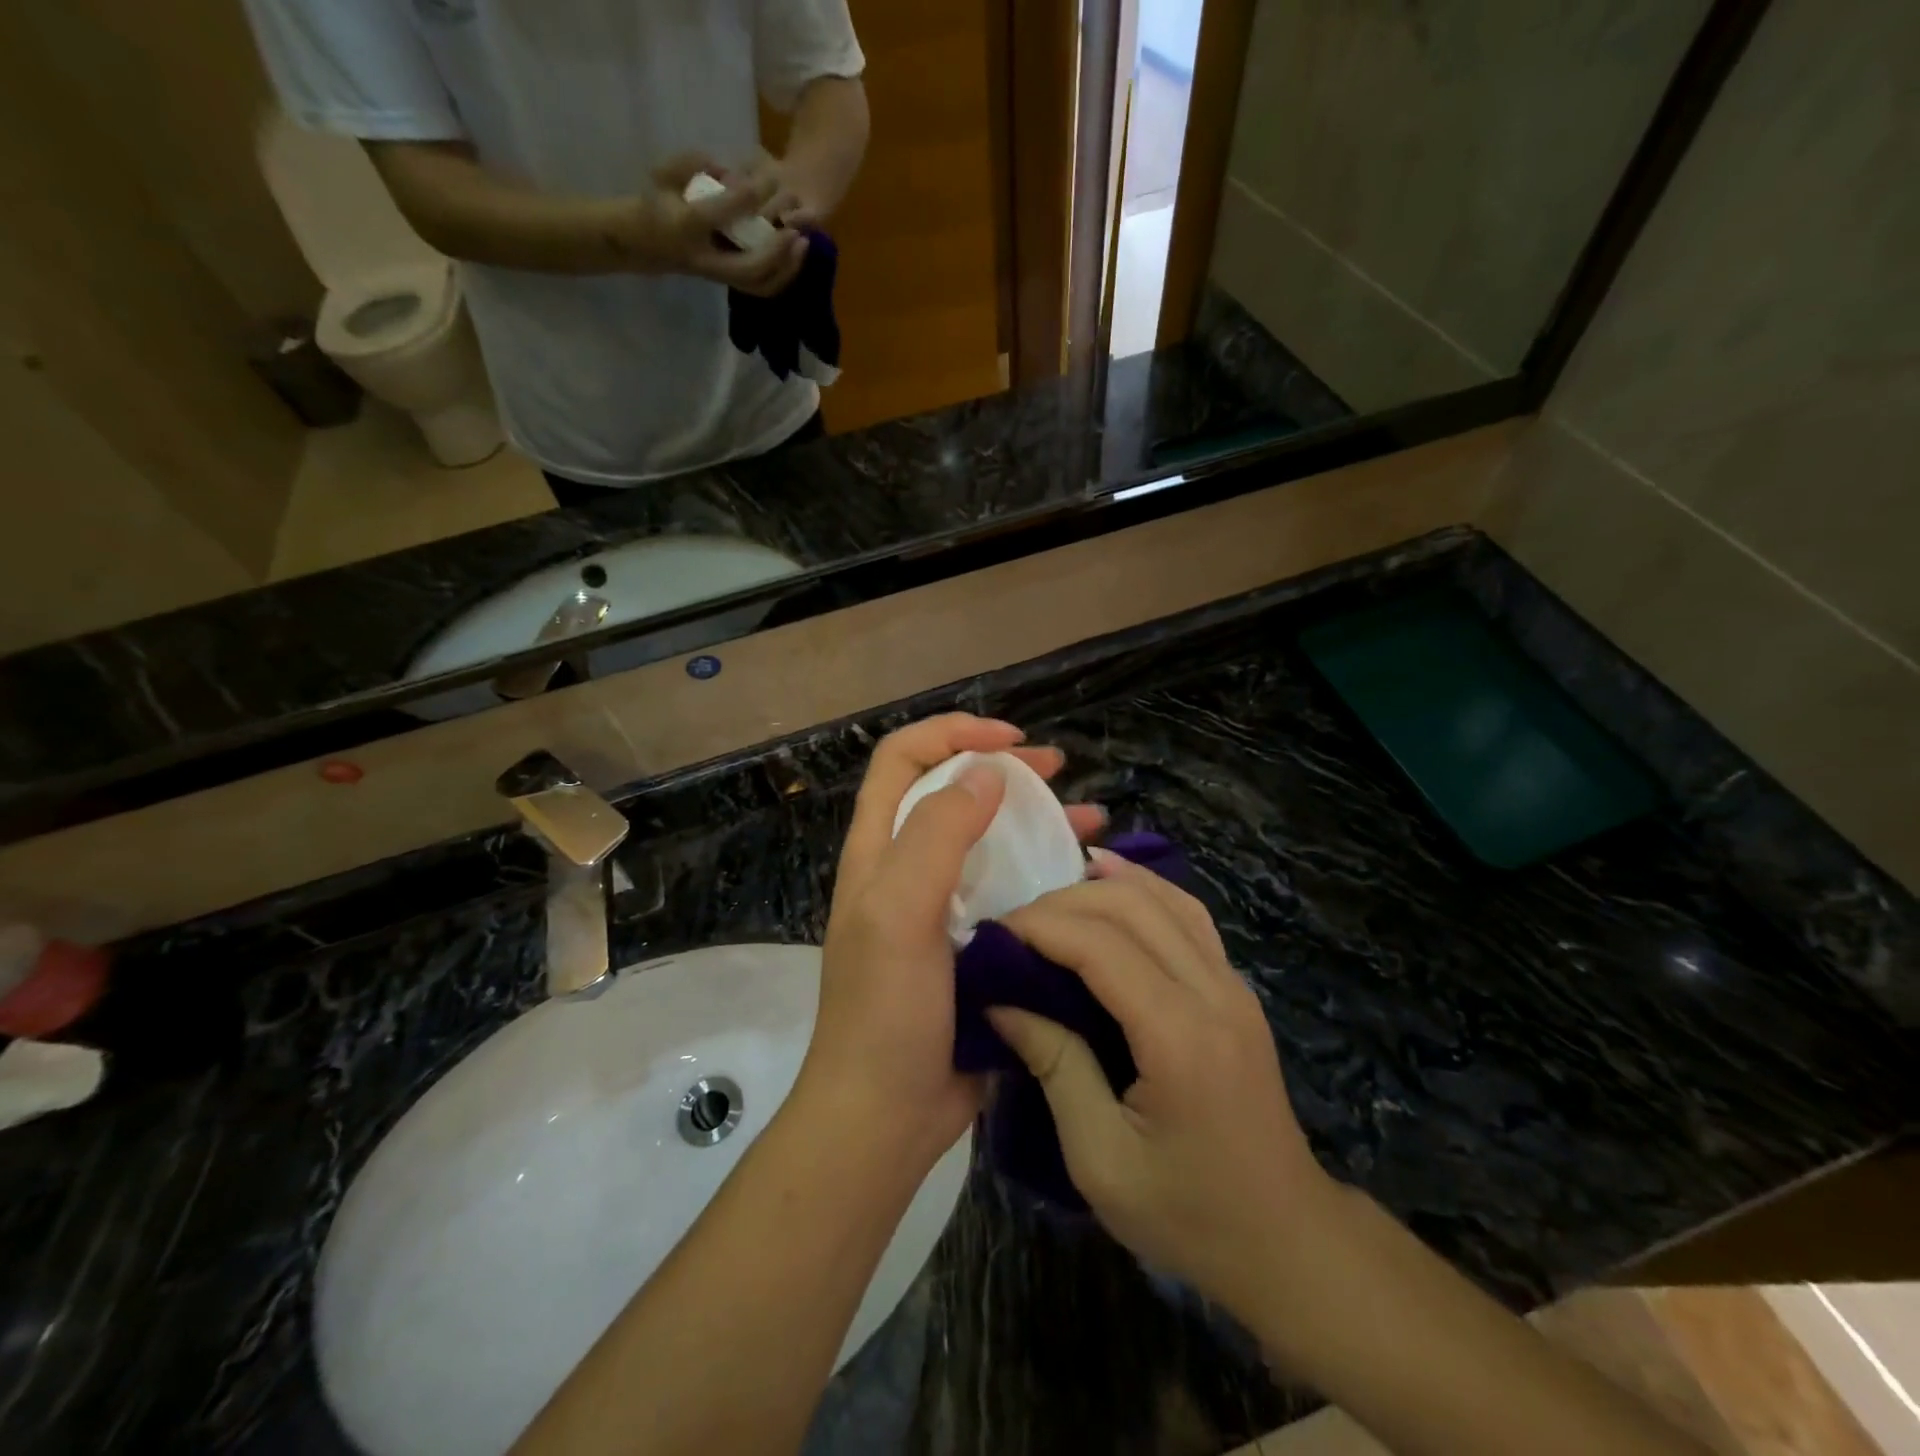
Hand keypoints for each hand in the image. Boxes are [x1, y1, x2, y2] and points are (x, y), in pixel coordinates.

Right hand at [641, 153, 808, 296]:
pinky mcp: (731, 282)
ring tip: (802, 243)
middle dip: (775, 250)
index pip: (715, 216)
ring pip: (760, 283)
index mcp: (686, 228)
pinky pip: (762, 287)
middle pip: (748, 266)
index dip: (739, 200)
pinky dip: (783, 275)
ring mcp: (721, 276)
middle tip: (794, 229)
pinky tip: (796, 255)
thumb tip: (727, 169)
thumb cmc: (658, 204)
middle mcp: (707, 259)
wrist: (648, 243)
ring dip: (785, 267)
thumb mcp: (663, 174)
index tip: (759, 184)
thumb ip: (691, 163)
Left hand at [803, 715, 1105, 1169]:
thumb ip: (936, 835)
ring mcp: (942, 906)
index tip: (1010, 742)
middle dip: (1002, 769)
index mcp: (879, 850)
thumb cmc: (887, 1011)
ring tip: (1090, 818)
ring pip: (990, 839)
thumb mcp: (900, 912)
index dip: (953, 733)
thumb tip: (986, 775)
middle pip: (952, 791)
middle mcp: (907, 868)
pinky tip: (1088, 877)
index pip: (904, 759)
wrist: (888, 1113)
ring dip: (1035, 819)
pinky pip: (1013, 889)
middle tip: (1056, 769)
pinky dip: (1046, 872)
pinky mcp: (973, 941)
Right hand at [988, 852, 1335, 1304]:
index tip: (990, 936)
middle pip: (1131, 906)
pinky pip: (1186, 914)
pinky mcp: (1235, 987)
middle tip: (1011, 928)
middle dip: (1061, 903)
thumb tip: (1000, 1000)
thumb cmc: (1187, 1213)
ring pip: (1163, 898)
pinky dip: (1143, 888)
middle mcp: (1213, 992)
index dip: (1040, 927)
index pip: (1100, 945)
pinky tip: (1110, 879)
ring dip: (1100, 888)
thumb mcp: (1100, 1159)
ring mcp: (1232, 984)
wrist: (1285, 1239)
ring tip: (1048, 902)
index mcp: (1179, 1037)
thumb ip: (1054, 1066)